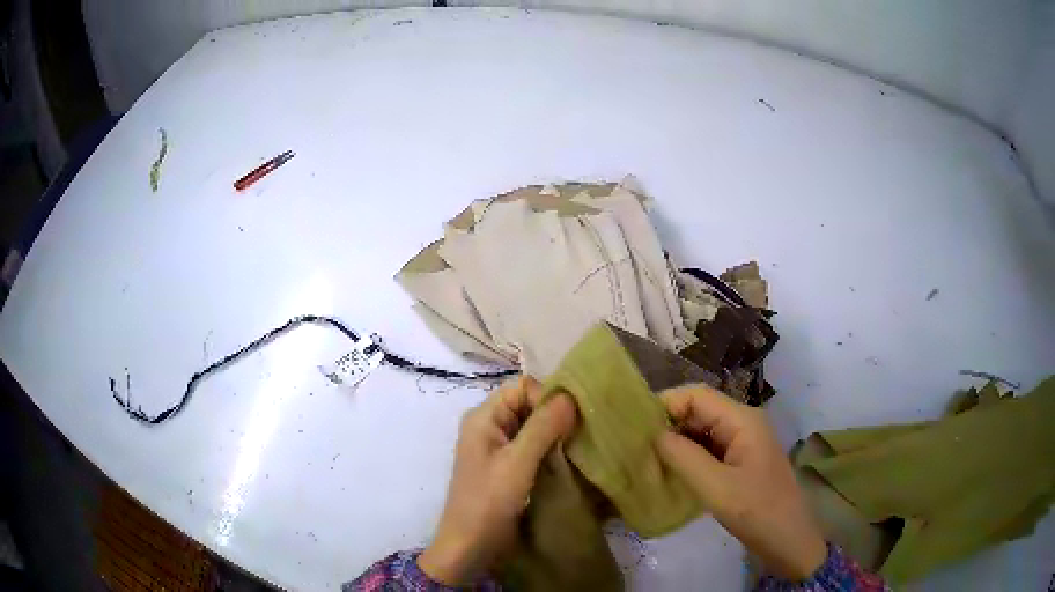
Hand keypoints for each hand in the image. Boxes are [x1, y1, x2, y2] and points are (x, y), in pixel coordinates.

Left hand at [418, 376, 576, 584]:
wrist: (470, 545)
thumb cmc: (488, 501)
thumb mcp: (518, 462)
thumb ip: (543, 427)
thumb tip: (570, 396)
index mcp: (483, 417)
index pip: (522, 387)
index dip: (547, 398)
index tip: (570, 420)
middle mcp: (489, 426)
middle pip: (528, 404)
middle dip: (554, 415)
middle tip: (580, 433)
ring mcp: (497, 447)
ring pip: (533, 426)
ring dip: (555, 434)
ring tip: (577, 447)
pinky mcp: (507, 467)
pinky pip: (532, 446)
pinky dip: (550, 449)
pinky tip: (567, 460)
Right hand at [655, 385, 826, 580]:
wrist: (788, 539)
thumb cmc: (757, 511)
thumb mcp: (717, 487)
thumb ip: (684, 457)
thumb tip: (654, 435)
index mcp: (742, 420)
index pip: (697, 395)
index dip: (666, 404)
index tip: (635, 427)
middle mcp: (743, 423)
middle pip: (699, 410)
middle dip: (669, 424)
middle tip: (637, 447)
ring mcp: (743, 442)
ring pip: (702, 431)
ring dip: (677, 442)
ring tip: (647, 459)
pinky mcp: (740, 461)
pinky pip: (709, 449)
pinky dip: (689, 456)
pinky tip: (670, 472)